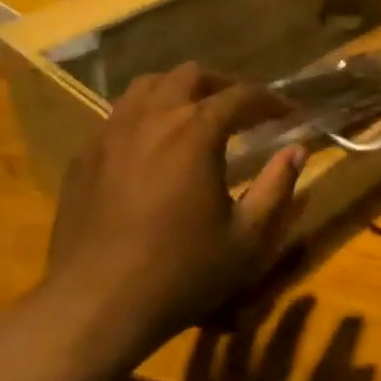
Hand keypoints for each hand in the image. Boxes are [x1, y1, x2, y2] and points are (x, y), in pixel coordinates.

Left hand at [42, 63, 304, 363]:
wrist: (94, 305)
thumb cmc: (180, 272)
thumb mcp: (247, 239)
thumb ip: (277, 188)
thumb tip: (296, 151)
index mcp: (195, 131)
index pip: (241, 96)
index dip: (271, 101)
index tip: (290, 114)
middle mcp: (152, 117)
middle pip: (190, 76)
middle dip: (222, 85)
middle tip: (242, 110)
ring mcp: (111, 132)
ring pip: (147, 86)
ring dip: (179, 91)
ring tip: (195, 115)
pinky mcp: (84, 155)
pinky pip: (118, 115)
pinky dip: (144, 116)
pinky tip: (151, 147)